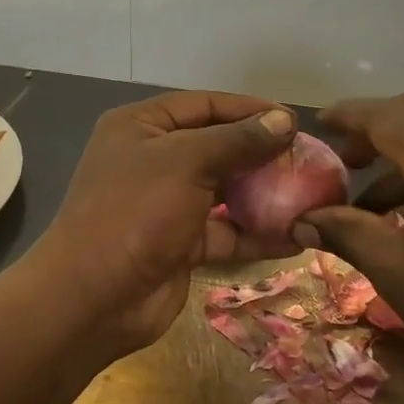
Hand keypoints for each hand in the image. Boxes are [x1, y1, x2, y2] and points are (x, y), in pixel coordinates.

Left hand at [25, 91, 299, 354]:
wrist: (93, 298)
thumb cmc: (136, 212)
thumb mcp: (186, 163)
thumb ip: (237, 140)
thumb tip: (285, 120)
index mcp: (142, 127)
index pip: (205, 105)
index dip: (250, 110)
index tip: (294, 121)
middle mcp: (154, 160)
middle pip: (218, 148)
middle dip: (262, 154)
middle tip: (308, 160)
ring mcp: (167, 204)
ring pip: (225, 192)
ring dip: (264, 195)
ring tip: (310, 196)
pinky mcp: (181, 244)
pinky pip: (225, 231)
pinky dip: (256, 234)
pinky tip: (296, 237)